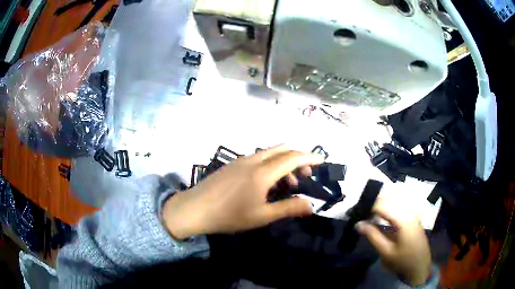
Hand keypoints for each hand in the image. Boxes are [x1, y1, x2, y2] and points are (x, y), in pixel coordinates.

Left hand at [162, 146, 323, 239]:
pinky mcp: (232, 164)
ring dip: (283, 162)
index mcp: (263, 172)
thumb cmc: (230, 215)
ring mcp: (241, 160)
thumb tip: (311, 206)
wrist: (195, 208)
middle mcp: (253, 160)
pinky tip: (266, 181)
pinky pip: (257, 157)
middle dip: (297, 158)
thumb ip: (288, 208)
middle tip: (304, 176)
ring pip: (269, 152)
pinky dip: (270, 163)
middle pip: (282, 149)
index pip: (292, 157)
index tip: (322, 160)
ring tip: (286, 183)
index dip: (309, 157)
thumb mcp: (262, 216)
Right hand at [356, 198, 431, 285]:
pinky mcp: (413, 218)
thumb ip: (373, 236)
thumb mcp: (386, 252)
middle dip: (374, 205)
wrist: (420, 267)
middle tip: (361, 214)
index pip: (383, 205)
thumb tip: (358, 224)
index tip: (356, 212)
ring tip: (368, 216)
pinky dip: (387, 211)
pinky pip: (398, 208)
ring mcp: (413, 214)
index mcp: (403, 219)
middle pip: (389, 201)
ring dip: (380, 207)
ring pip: (394, 203)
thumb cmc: (403, 261)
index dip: (369, 206)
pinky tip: (380, 218)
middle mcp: (409, 212)